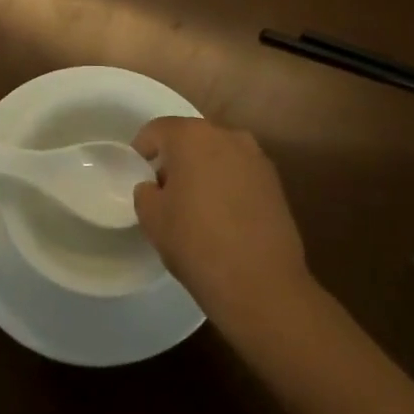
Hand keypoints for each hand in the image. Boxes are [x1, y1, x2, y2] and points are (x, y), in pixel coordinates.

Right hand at [132, 117, 309, 327]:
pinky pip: (240, 173)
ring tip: (195, 203)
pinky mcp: (275, 182)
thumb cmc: (196, 243)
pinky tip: (222, 215)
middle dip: (175, 158)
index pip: (157, 130)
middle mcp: (227, 135)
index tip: (137, 172)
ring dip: (204, 169)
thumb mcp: (152, 218)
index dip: (142, 149)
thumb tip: (155, 187)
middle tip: (164, 189)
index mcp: (192, 136)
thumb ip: (145, 191)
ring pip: (218, 154)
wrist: (261, 284)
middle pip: (191, 138)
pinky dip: (227, 184)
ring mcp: (256, 158)